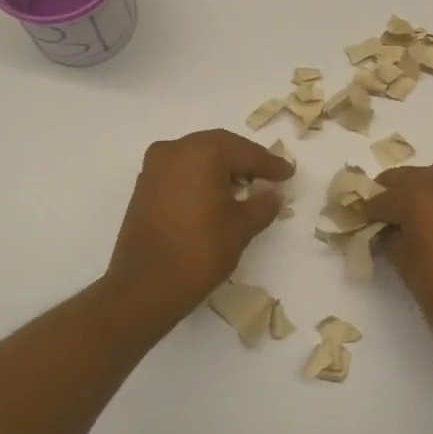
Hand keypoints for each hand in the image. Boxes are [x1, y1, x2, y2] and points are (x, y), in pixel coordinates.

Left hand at [104, 129, 292, 321]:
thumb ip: (262, 204)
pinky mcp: (144, 187)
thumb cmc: (200, 250)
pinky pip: (180, 172)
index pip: (245, 152)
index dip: (270, 163)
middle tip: (269, 175)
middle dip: (245, 160)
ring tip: (246, 187)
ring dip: (222, 168)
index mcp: (201, 152)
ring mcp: (155, 167)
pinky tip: (217, 196)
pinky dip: (201, 178)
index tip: (288, 173)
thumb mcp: (241, 227)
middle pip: (219, 147)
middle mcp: (174, 149)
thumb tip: (272, 193)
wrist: (146, 286)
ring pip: (197, 157)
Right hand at [362, 163, 432, 364]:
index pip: (384, 197)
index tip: (358, 219)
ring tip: (412, 212)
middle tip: (381, 212)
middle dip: (392, 191)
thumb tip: (386, 231)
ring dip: (421, 187)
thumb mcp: (410, 272)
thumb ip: (393, 242)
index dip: (368, 209)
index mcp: (421, 198)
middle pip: (410, 176)